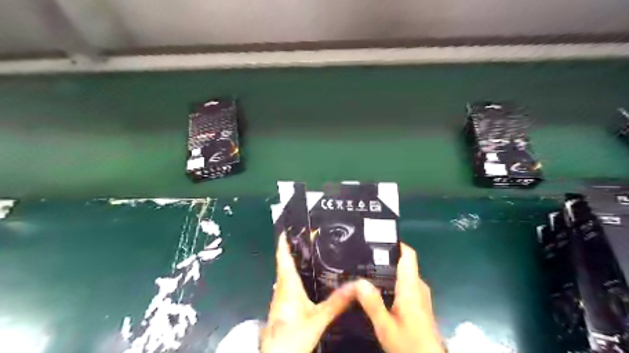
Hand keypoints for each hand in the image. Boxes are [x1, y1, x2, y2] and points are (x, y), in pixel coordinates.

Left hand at [261, 234, 358, 352]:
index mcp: (288, 285)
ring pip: (284, 275)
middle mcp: (281, 288)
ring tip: (308, 254)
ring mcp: (279, 298)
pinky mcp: (281, 308)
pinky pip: (286, 285)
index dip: (283, 242)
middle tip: (305, 239)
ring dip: (292, 263)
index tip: (287, 229)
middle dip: (291, 250)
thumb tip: (357, 286)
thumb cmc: (293, 335)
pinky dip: (293, 276)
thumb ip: (337, 302)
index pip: (283, 258)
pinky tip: (304, 280)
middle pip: (283, 264)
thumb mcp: (319, 318)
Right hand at [356, 244, 443, 352]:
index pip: (408, 255)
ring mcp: (420, 296)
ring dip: (386, 271)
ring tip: (364, 270)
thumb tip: (358, 281)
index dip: (395, 243)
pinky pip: (404, 285)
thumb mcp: (385, 326)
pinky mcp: (418, 304)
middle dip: (384, 257)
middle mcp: (418, 287)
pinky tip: (375, 289)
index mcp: (411, 287)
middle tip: (361, 256)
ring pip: (403, 274)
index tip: (376, 238)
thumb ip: (372, 303)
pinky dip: (390, 282)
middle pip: (403, 263)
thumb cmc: (409, 344)